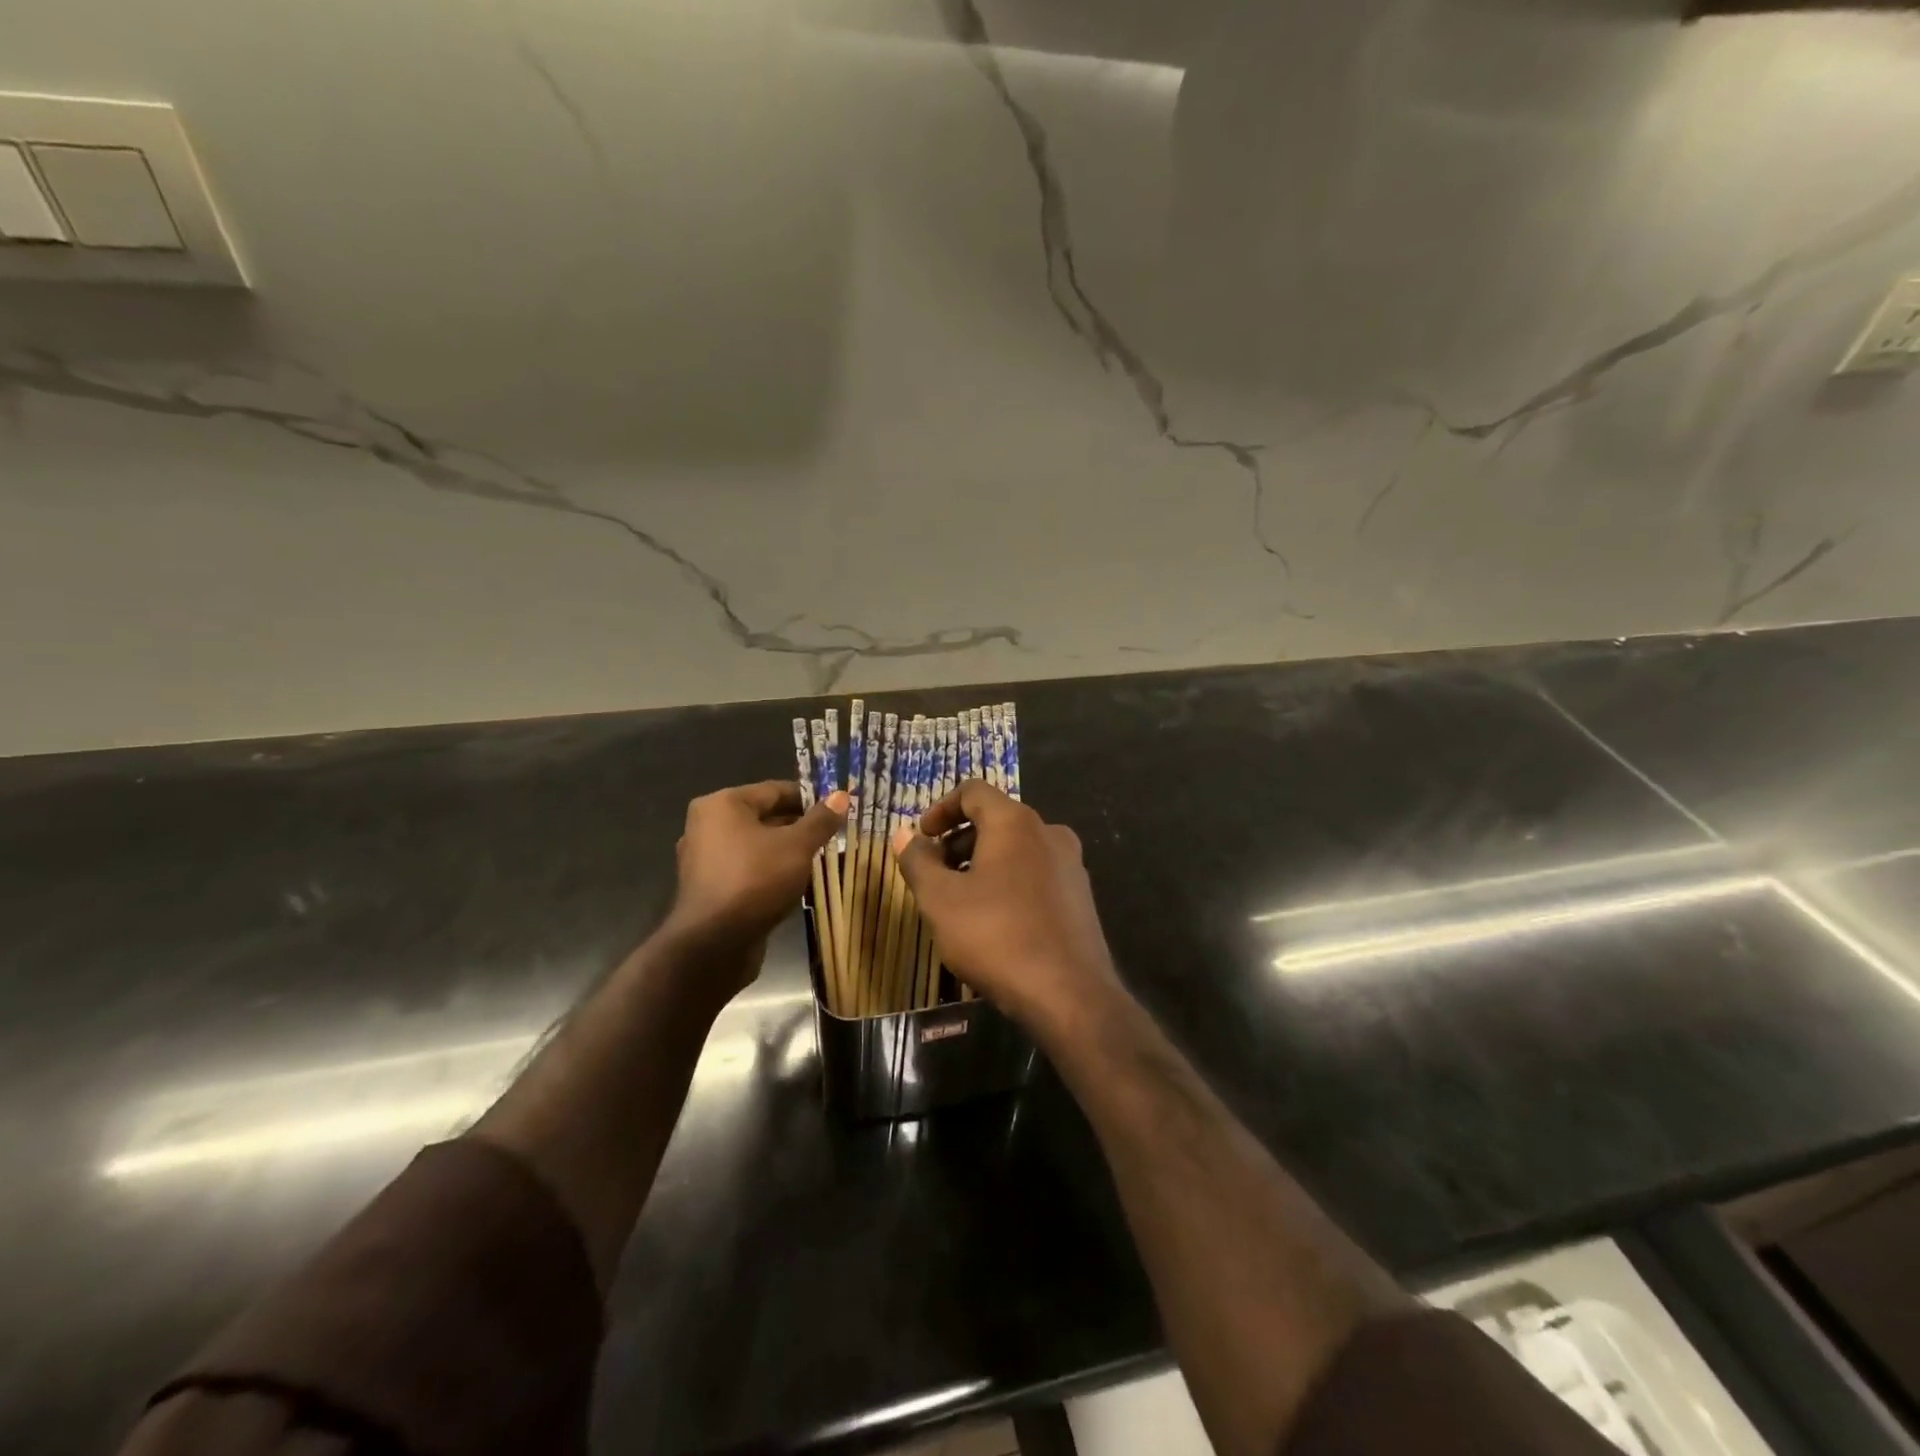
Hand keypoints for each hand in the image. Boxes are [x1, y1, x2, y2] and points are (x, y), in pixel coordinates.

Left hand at [661, 780, 845, 990]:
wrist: (713, 944)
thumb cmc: (755, 880)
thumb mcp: (797, 846)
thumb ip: (820, 820)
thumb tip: (841, 795)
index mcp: (722, 804)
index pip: (775, 790)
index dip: (810, 798)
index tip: (838, 809)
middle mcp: (707, 826)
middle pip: (765, 817)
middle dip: (800, 827)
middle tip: (835, 836)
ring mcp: (705, 860)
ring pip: (757, 846)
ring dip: (787, 852)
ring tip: (822, 860)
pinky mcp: (710, 889)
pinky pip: (748, 870)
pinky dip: (771, 873)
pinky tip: (797, 884)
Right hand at [892, 781, 1122, 1041]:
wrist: (1069, 994)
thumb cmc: (996, 936)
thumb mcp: (940, 900)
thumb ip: (918, 862)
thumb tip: (903, 836)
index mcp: (1015, 822)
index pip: (973, 792)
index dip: (940, 809)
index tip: (920, 838)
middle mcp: (1048, 833)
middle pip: (995, 820)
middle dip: (958, 841)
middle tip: (934, 874)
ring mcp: (1070, 865)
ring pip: (1016, 849)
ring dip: (982, 863)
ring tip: (959, 901)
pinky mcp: (1080, 897)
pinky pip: (1035, 874)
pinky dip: (1008, 882)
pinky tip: (994, 921)